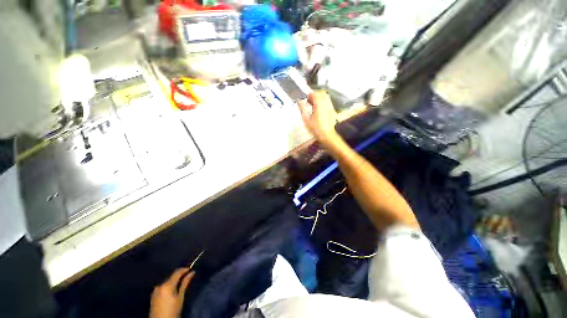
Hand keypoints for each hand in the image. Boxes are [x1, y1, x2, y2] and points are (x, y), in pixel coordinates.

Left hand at [150, 269, 194, 317]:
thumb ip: (185, 284)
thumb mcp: (180, 298)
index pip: (177, 272)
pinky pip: (163, 287)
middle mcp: (160, 285)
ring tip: (181, 283)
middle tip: (188, 276)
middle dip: (180, 276)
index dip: (184, 269)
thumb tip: (192, 272)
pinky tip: (173, 290)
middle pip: (172, 277)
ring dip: (174, 281)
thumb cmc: (172, 311)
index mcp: (167, 285)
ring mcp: (155, 290)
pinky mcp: (153, 295)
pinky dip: (169, 286)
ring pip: (167, 281)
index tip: (191, 269)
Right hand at [298, 91, 339, 147]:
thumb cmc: (315, 128)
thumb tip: (300, 101)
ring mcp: (330, 107)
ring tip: (314, 105)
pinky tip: (320, 109)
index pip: (315, 94)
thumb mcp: (306, 119)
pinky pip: (328, 103)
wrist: (327, 135)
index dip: (310, 94)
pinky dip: (323, 103)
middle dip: (315, 95)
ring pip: (326, 98)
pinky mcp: (333, 111)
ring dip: (320, 98)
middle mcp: (326, 104)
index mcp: (319, 105)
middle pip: (322, 94)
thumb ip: (303, 108)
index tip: (305, 99)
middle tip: (309, 101)